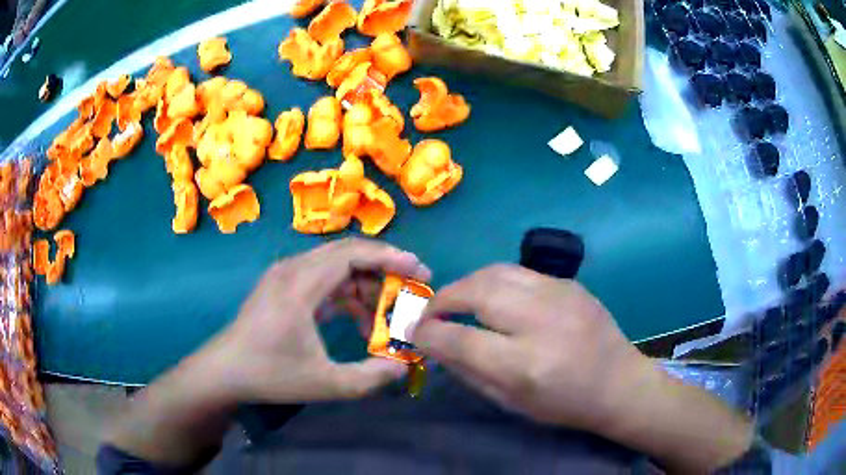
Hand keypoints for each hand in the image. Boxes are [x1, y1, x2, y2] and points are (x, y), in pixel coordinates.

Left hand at [204, 238, 430, 403]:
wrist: (225, 371)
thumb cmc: (270, 374)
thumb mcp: (325, 384)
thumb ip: (370, 377)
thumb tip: (404, 366)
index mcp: (300, 285)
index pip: (351, 254)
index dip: (389, 258)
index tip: (419, 270)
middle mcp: (292, 269)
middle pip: (347, 253)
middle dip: (384, 268)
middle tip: (413, 287)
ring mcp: (285, 275)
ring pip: (336, 266)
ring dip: (366, 285)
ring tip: (386, 317)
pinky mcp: (283, 286)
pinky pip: (323, 278)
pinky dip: (347, 294)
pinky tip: (359, 320)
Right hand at [412, 264, 652, 429]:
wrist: (619, 383)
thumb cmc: (565, 404)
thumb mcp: (512, 402)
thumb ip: (470, 372)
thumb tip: (436, 345)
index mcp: (526, 364)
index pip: (460, 339)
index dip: (429, 334)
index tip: (414, 332)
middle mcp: (541, 321)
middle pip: (476, 292)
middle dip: (443, 299)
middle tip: (431, 312)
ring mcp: (559, 295)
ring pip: (495, 272)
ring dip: (466, 284)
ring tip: (456, 299)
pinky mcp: (570, 283)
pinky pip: (519, 272)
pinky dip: (493, 281)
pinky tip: (491, 297)